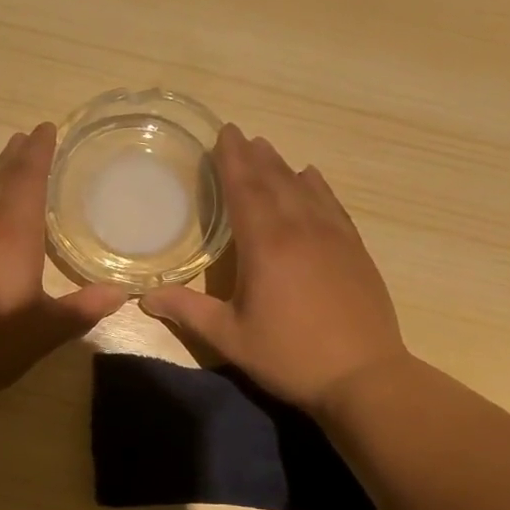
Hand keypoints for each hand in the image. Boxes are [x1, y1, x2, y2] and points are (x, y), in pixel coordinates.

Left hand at [0, 122, 127, 407]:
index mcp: (16, 235)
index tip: (46, 129)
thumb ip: (83, 308)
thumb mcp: (45, 330)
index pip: (30, 180)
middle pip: (2, 178)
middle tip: (29, 136)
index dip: (39, 153)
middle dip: (18, 156)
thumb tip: (122, 293)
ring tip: (6, 149)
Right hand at [140, 124, 406, 415]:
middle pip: (275, 182)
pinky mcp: (355, 250)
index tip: (224, 134)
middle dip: (255, 157)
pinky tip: (312, 178)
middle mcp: (301, 230)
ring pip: (305, 189)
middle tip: (240, 135)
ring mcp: (333, 237)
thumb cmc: (289, 356)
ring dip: (283, 167)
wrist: (363, 376)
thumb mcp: (230, 338)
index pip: (244, 190)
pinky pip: (332, 206)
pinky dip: (318, 187)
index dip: (232, 161)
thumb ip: (188, 312)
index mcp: (266, 246)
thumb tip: (146, 297)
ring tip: (268, 149)